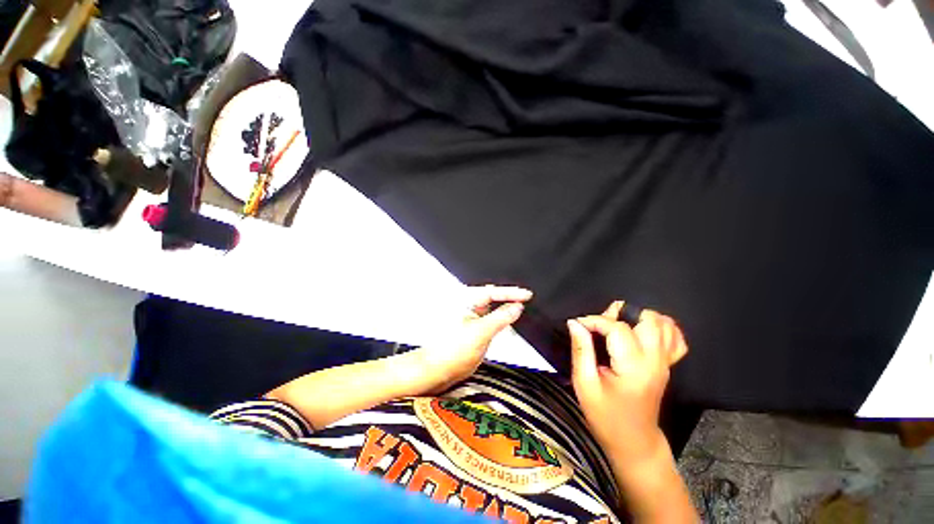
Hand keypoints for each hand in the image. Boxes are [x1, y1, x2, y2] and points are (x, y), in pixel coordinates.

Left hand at [414, 285, 531, 392]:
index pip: (493, 291)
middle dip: (509, 298)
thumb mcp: (480, 332)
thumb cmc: (448, 351)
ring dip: (505, 309)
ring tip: (519, 309)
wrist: (436, 371)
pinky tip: (506, 322)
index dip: (512, 292)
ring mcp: (469, 318)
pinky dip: (500, 320)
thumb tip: (516, 307)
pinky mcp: (471, 328)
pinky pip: (490, 319)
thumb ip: (500, 317)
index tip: (526, 294)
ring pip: (492, 308)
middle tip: (525, 299)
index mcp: (465, 301)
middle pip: (493, 297)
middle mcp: (466, 307)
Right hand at [567, 302, 687, 469]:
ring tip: (619, 325)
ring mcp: (666, 362)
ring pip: (664, 324)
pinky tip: (643, 331)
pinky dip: (661, 328)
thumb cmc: (605, 415)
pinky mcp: (668, 365)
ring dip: (640, 317)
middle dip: (621, 313)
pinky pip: (675, 339)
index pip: (617, 328)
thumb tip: (575, 323)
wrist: (634, 442)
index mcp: (633, 366)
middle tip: (602, 324)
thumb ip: (580, 349)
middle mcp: (655, 360)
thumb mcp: (584, 384)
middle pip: (648, 319)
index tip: (578, 324)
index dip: (594, 320)